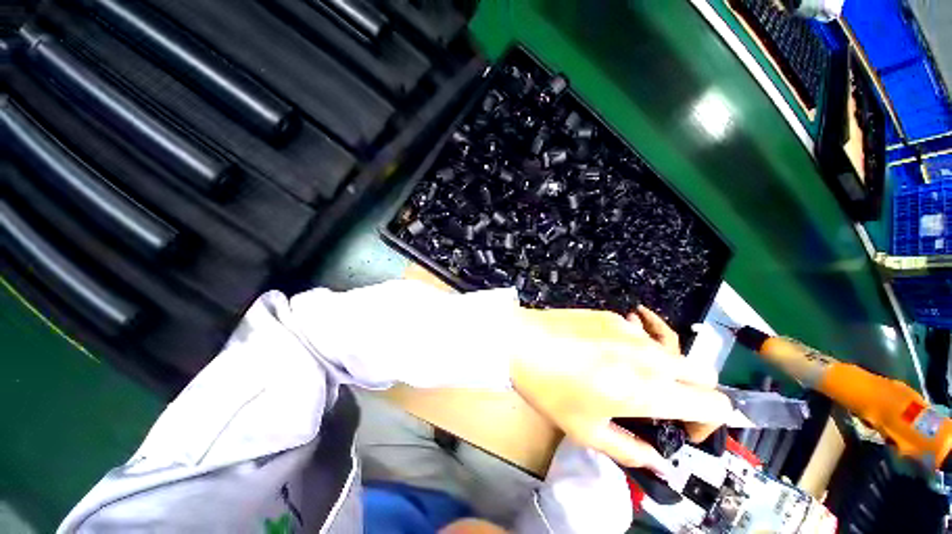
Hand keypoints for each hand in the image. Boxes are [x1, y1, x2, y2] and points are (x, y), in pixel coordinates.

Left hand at [510, 305, 732, 476]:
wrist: (520, 340)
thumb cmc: (549, 388)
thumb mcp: (585, 430)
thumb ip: (630, 451)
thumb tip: (659, 464)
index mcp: (649, 389)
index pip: (715, 404)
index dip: (710, 423)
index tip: (683, 431)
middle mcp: (650, 355)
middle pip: (703, 374)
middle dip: (695, 394)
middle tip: (661, 406)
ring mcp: (630, 330)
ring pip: (672, 352)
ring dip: (666, 370)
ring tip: (630, 378)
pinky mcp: (611, 315)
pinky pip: (640, 334)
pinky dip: (638, 349)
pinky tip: (607, 353)